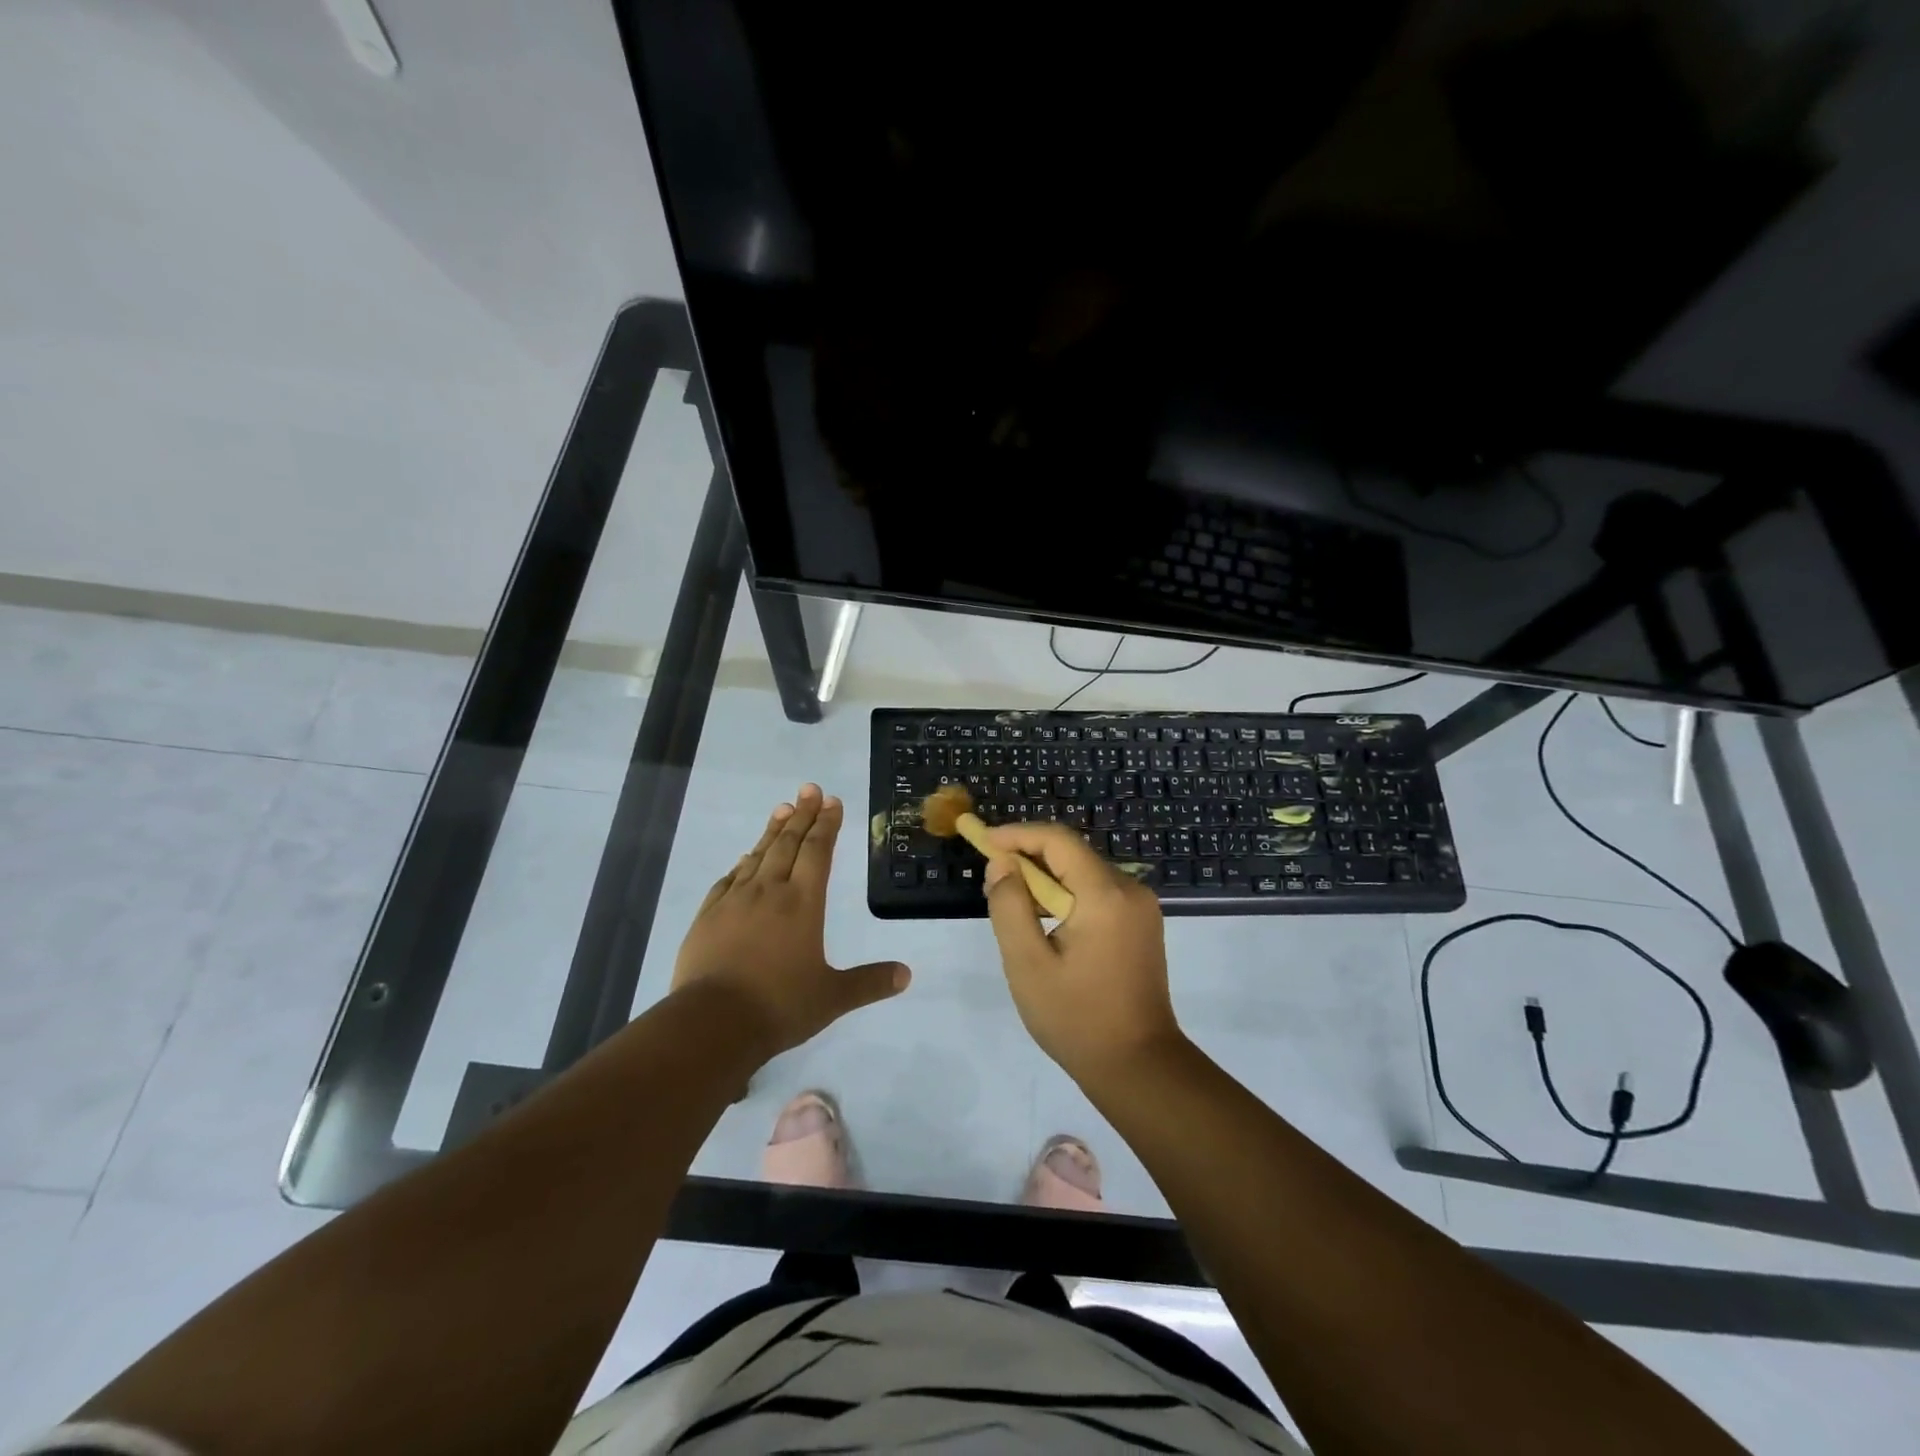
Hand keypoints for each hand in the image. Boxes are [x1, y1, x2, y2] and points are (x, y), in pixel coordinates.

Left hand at [673, 784, 909, 1059]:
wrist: (712, 1023)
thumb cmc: (779, 1006)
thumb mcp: (832, 997)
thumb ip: (869, 983)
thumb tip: (907, 975)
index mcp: (803, 903)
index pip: (818, 852)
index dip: (827, 824)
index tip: (831, 801)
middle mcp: (769, 891)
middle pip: (788, 843)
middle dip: (802, 814)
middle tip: (809, 789)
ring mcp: (734, 901)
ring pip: (757, 855)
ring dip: (772, 831)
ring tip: (782, 809)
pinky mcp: (708, 916)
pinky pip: (728, 879)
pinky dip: (741, 863)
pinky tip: (743, 859)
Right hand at [982, 822, 1183, 1083]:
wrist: (1139, 1066)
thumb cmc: (1077, 1018)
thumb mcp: (1028, 964)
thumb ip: (1010, 907)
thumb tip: (1002, 866)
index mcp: (1105, 894)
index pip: (1058, 840)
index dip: (1017, 834)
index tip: (983, 841)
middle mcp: (1130, 890)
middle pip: (1073, 853)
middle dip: (1029, 855)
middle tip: (991, 874)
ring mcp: (1141, 908)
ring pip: (1084, 872)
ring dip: (1046, 877)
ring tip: (1010, 898)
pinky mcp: (1141, 925)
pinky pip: (1098, 892)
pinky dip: (1067, 893)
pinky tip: (1043, 918)